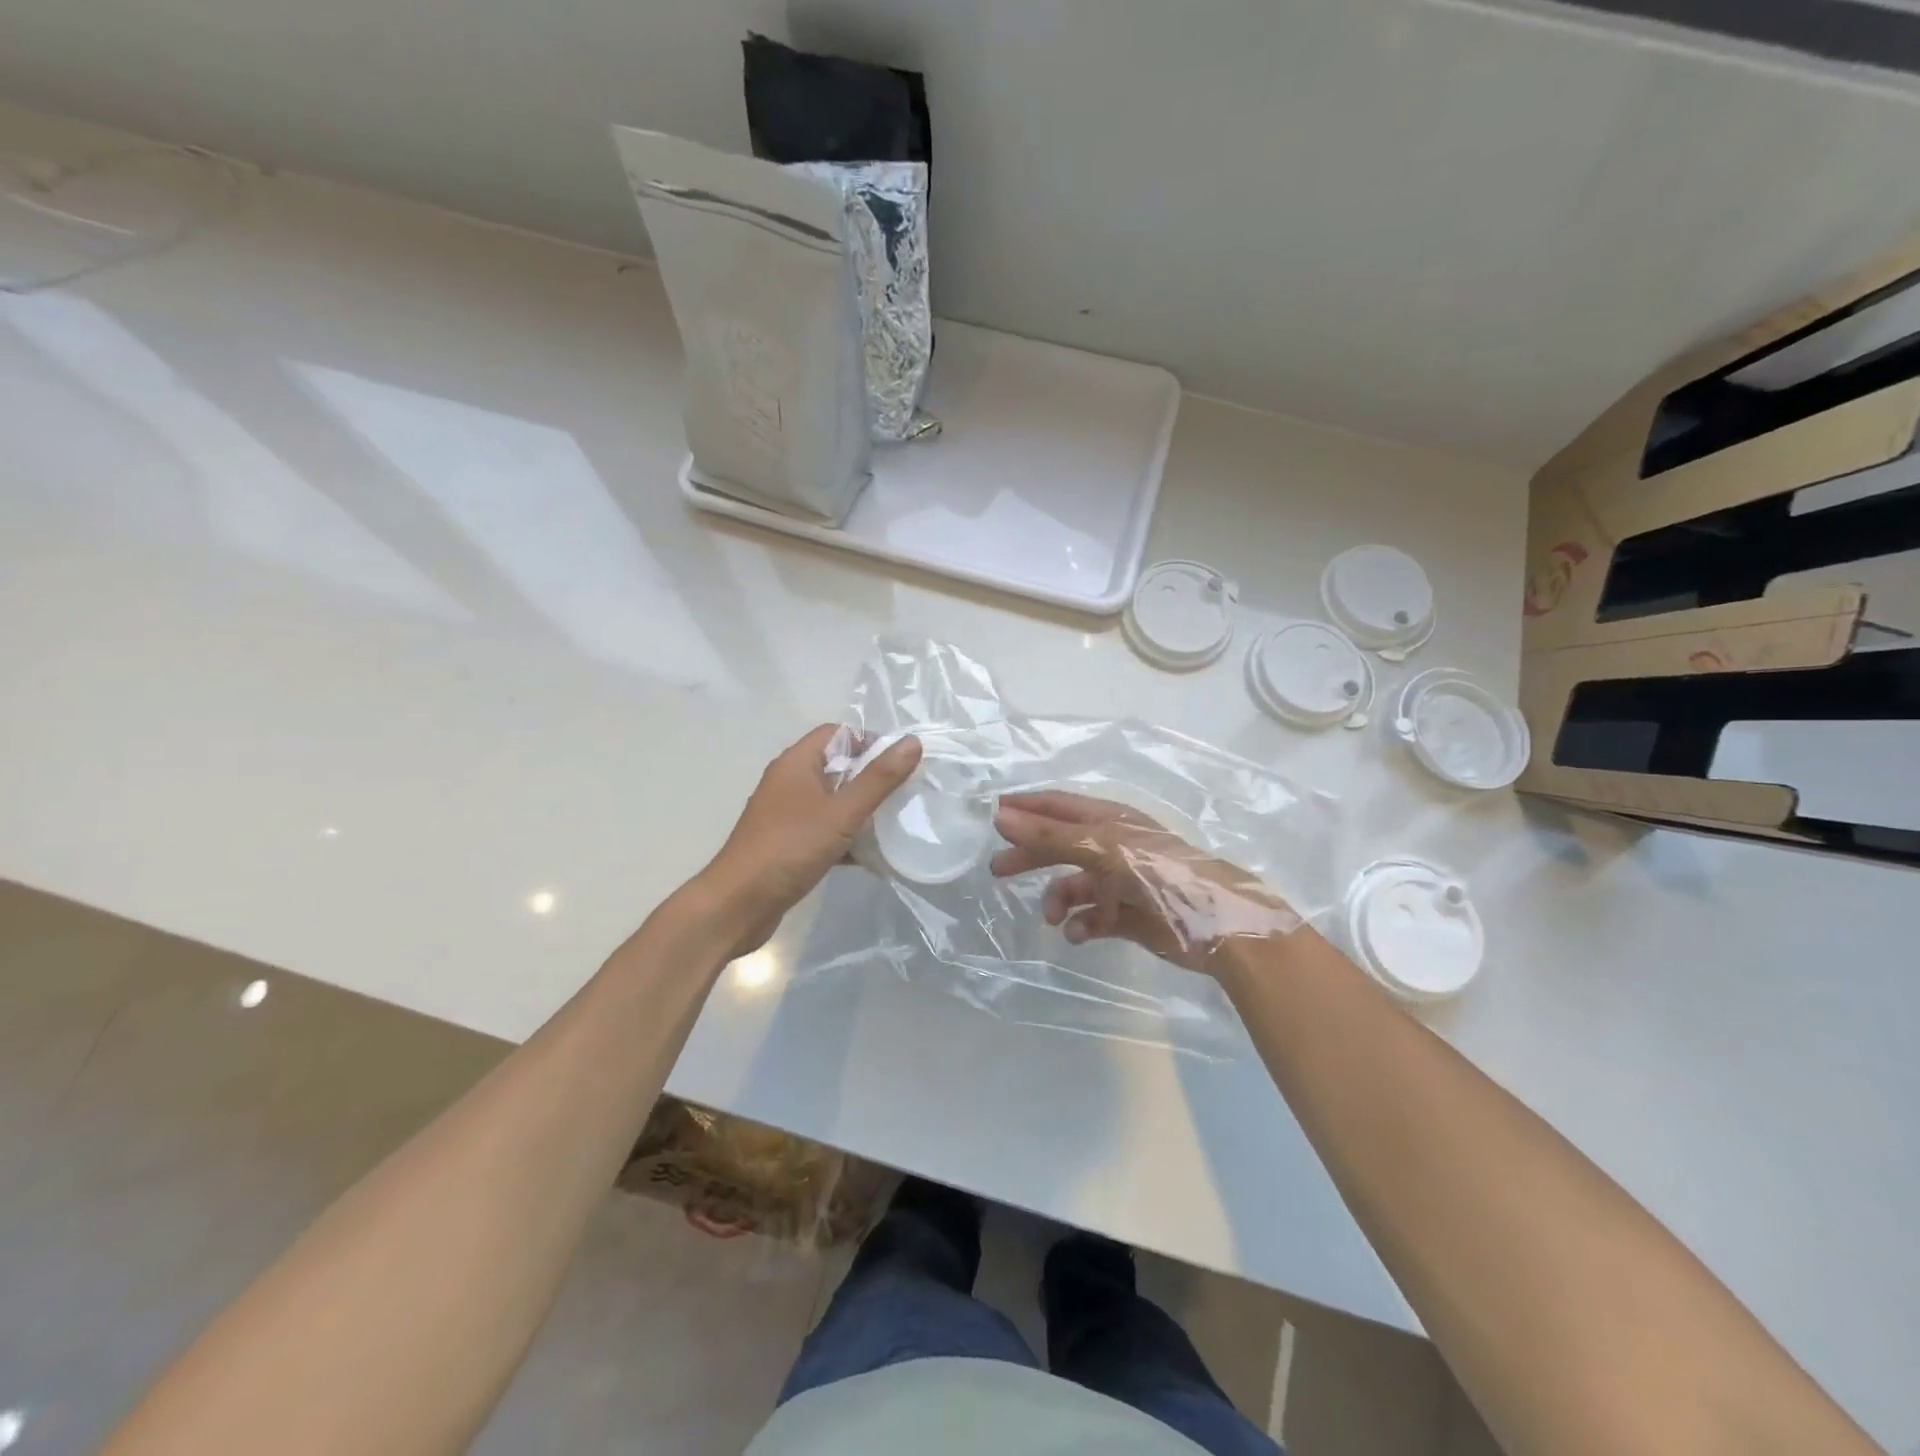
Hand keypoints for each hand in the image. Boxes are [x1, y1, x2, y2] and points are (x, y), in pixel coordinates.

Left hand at [702, 725, 922, 959]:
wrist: (738, 905)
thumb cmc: (789, 849)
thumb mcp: (841, 812)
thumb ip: (878, 779)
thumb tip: (912, 743)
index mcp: (796, 763)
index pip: (837, 733)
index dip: (869, 741)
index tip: (899, 764)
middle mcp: (789, 782)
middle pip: (837, 766)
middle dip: (871, 778)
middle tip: (904, 794)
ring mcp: (786, 815)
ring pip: (833, 801)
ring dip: (861, 811)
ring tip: (894, 824)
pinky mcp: (788, 844)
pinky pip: (825, 830)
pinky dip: (847, 839)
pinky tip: (871, 857)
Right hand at [990, 790, 1297, 975]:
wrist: (1216, 925)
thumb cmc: (1157, 872)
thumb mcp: (1101, 847)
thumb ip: (1049, 834)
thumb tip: (999, 815)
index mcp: (1109, 821)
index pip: (1059, 806)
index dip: (1027, 807)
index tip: (992, 813)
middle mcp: (1113, 847)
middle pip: (1060, 846)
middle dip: (1031, 856)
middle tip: (997, 870)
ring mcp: (1122, 882)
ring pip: (1075, 886)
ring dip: (1058, 899)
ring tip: (1052, 917)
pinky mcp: (1130, 916)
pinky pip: (1094, 918)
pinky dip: (1082, 925)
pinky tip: (1078, 934)